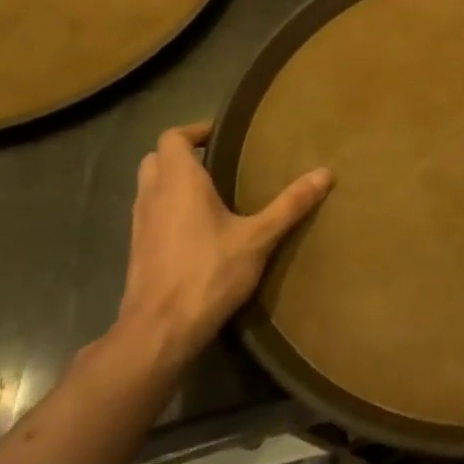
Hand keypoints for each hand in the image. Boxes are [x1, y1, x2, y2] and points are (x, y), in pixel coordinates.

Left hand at [112, 123, 331, 369]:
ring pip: (149, 187)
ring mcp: (139, 225)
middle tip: (218, 161)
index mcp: (179, 182)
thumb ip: (290, 205)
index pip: (173, 137)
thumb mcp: (258, 238)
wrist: (158, 332)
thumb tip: (325, 172)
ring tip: (212, 192)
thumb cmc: (208, 274)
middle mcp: (153, 196)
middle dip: (182, 154)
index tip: (224, 136)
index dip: (195, 130)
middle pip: (156, 158)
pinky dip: (168, 208)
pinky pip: (150, 213)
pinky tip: (197, 229)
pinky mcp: (138, 250)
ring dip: (173, 182)